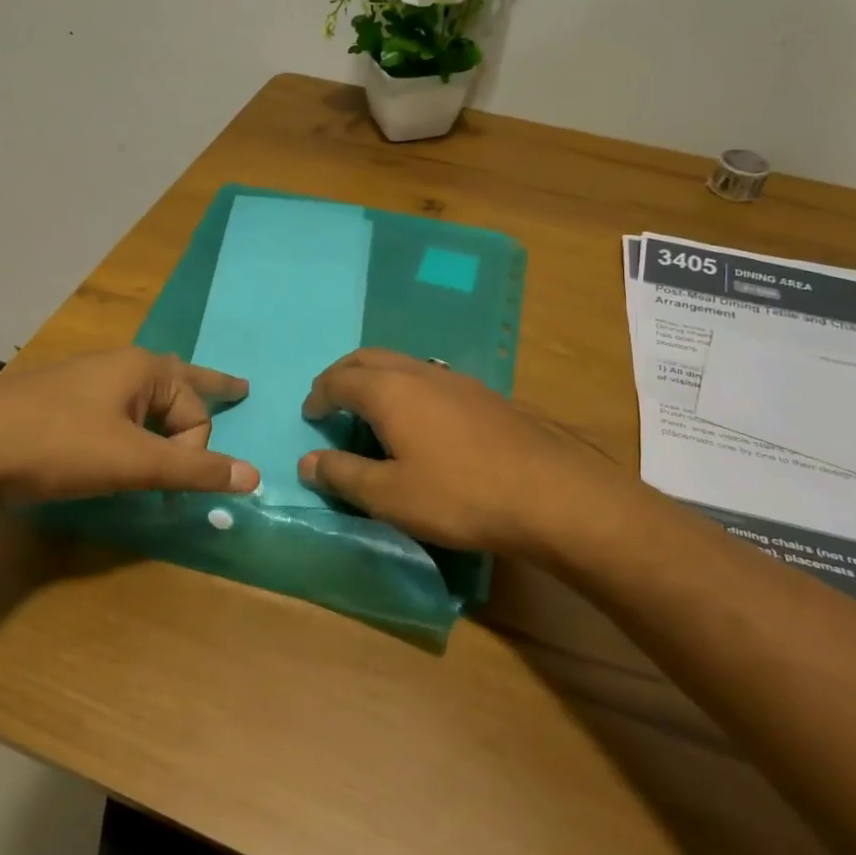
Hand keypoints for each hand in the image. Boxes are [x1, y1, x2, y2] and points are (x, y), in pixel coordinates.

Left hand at [0, 348, 259, 514]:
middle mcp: (117, 366)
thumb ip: (194, 470)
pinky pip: (113, 413)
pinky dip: (129, 429)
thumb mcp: (133, 462)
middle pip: (178, 387)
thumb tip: (254, 476)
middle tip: (238, 391)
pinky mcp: (57, 405)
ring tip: (174, 434)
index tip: (173, 487)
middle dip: (204, 397)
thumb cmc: (57, 446)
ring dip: (163, 421)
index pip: (196, 413)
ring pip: (143, 400)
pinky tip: (118, 443)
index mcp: (143, 368)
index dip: (193, 453)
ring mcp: (83, 383)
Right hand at [298, 348, 622, 554]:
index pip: (339, 379)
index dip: (319, 395)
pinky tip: (417, 420)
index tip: (310, 415)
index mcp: (389, 391)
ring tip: (370, 411)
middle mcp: (419, 372)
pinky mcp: (482, 394)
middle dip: (343, 375)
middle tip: (331, 401)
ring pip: (402, 363)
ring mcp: (455, 379)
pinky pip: (428, 377)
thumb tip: (307, 462)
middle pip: (369, 358)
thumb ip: (344, 475)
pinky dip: (405, 387)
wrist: (548, 493)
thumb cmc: (459, 495)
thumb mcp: (390, 496)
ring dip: (376, 378)